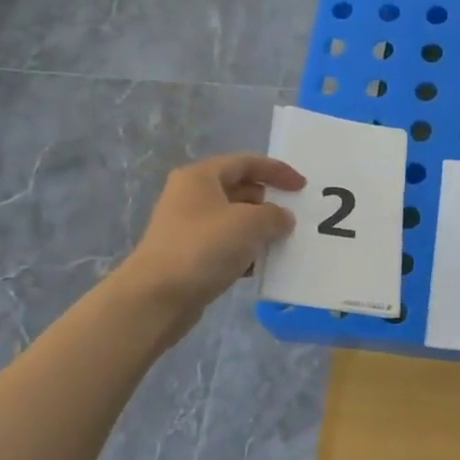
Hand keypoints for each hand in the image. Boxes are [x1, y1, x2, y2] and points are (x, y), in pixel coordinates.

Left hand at [119, 153, 304, 316]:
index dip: (277, 171)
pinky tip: (259, 267)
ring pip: (233, 220)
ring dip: (258, 229)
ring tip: (281, 243)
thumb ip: (274, 216)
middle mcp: (190, 196)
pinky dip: (244, 251)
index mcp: (200, 177)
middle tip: (292, 218)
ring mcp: (187, 227)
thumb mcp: (249, 224)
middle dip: (268, 202)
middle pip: (239, 189)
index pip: (246, 162)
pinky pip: (224, 245)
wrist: (157, 296)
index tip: (302, 187)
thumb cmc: (204, 248)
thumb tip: (282, 218)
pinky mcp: (188, 255)